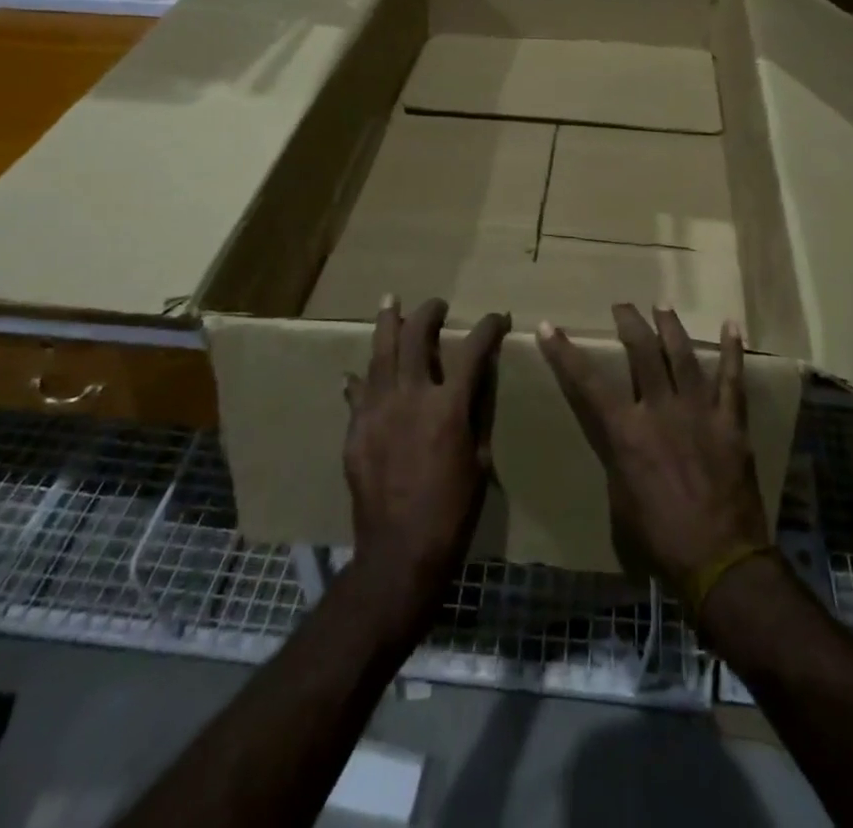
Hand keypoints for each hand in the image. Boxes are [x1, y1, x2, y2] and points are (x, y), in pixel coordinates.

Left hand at [343, 297, 506, 631]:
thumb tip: (478, 379)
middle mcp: (411, 397)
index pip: (473, 350)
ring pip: (380, 352)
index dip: (488, 328)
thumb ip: (477, 413)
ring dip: (387, 322)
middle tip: (437, 304)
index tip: (497, 318)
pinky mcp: (356, 429)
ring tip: (390, 300)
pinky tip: (360, 370)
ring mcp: (378, 410)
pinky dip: (362, 377)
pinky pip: (358, 391)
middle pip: (417, 337)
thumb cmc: (453, 510)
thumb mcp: (479, 459)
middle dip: (429, 313)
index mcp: (449, 406)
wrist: (401, 552)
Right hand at [537, 304, 770, 603]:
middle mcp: (660, 410)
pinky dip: (733, 350)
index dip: (564, 353)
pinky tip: (732, 325)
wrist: (720, 560)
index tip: (549, 326)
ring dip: (670, 326)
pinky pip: (733, 379)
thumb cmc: (660, 538)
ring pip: (683, 355)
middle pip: (642, 352)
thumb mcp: (621, 500)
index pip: (587, 382)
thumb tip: (619, 436)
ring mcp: (699, 411)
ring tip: (662, 304)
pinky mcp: (730, 422)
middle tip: (622, 305)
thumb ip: (618, 457)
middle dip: (629, 322)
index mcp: (627, 432)